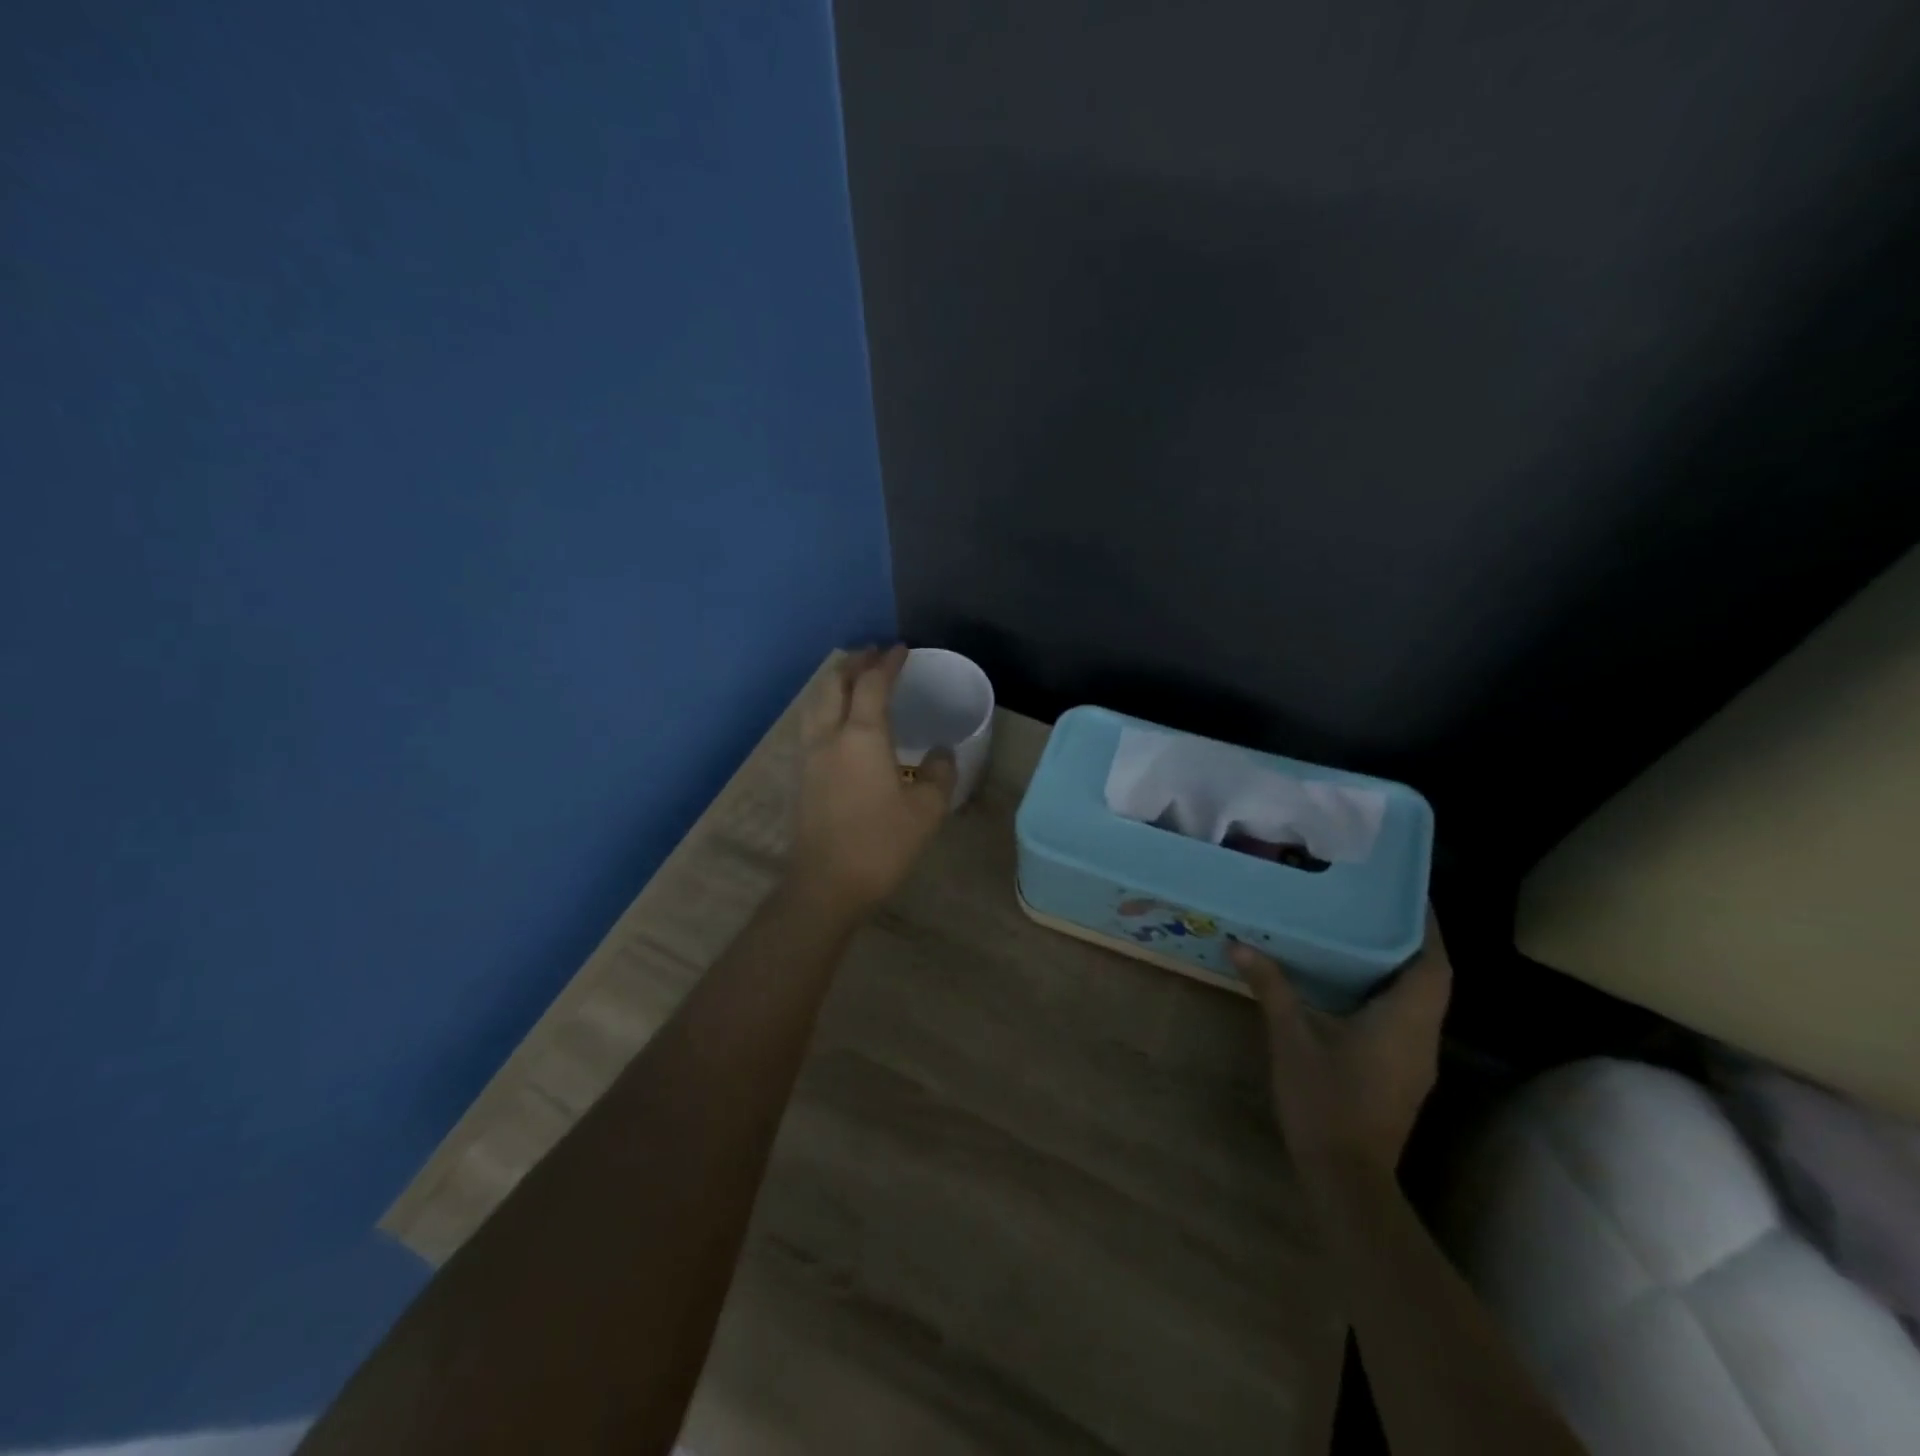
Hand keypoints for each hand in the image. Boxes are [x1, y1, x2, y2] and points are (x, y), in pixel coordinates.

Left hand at [790, 646, 955, 914]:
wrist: (826, 885)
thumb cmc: (881, 845)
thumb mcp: (926, 811)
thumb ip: (938, 774)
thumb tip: (940, 753)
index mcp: (862, 737)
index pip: (872, 685)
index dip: (887, 664)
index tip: (901, 650)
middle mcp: (829, 736)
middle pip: (834, 685)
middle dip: (854, 664)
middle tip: (873, 655)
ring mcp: (809, 756)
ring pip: (816, 703)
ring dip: (834, 683)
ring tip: (852, 679)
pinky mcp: (801, 776)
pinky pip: (811, 724)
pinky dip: (825, 707)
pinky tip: (836, 720)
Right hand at [1229, 912, 1451, 1187]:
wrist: (1346, 1177)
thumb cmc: (1325, 1099)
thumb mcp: (1291, 1037)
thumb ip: (1271, 987)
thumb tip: (1239, 944)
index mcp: (1405, 1021)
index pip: (1433, 963)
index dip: (1427, 927)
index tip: (1407, 894)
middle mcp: (1422, 1037)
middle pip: (1430, 979)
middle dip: (1410, 942)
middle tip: (1373, 907)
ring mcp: (1416, 1060)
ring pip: (1419, 1002)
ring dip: (1399, 969)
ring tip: (1360, 936)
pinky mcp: (1403, 1075)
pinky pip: (1405, 1021)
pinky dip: (1388, 995)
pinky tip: (1351, 987)